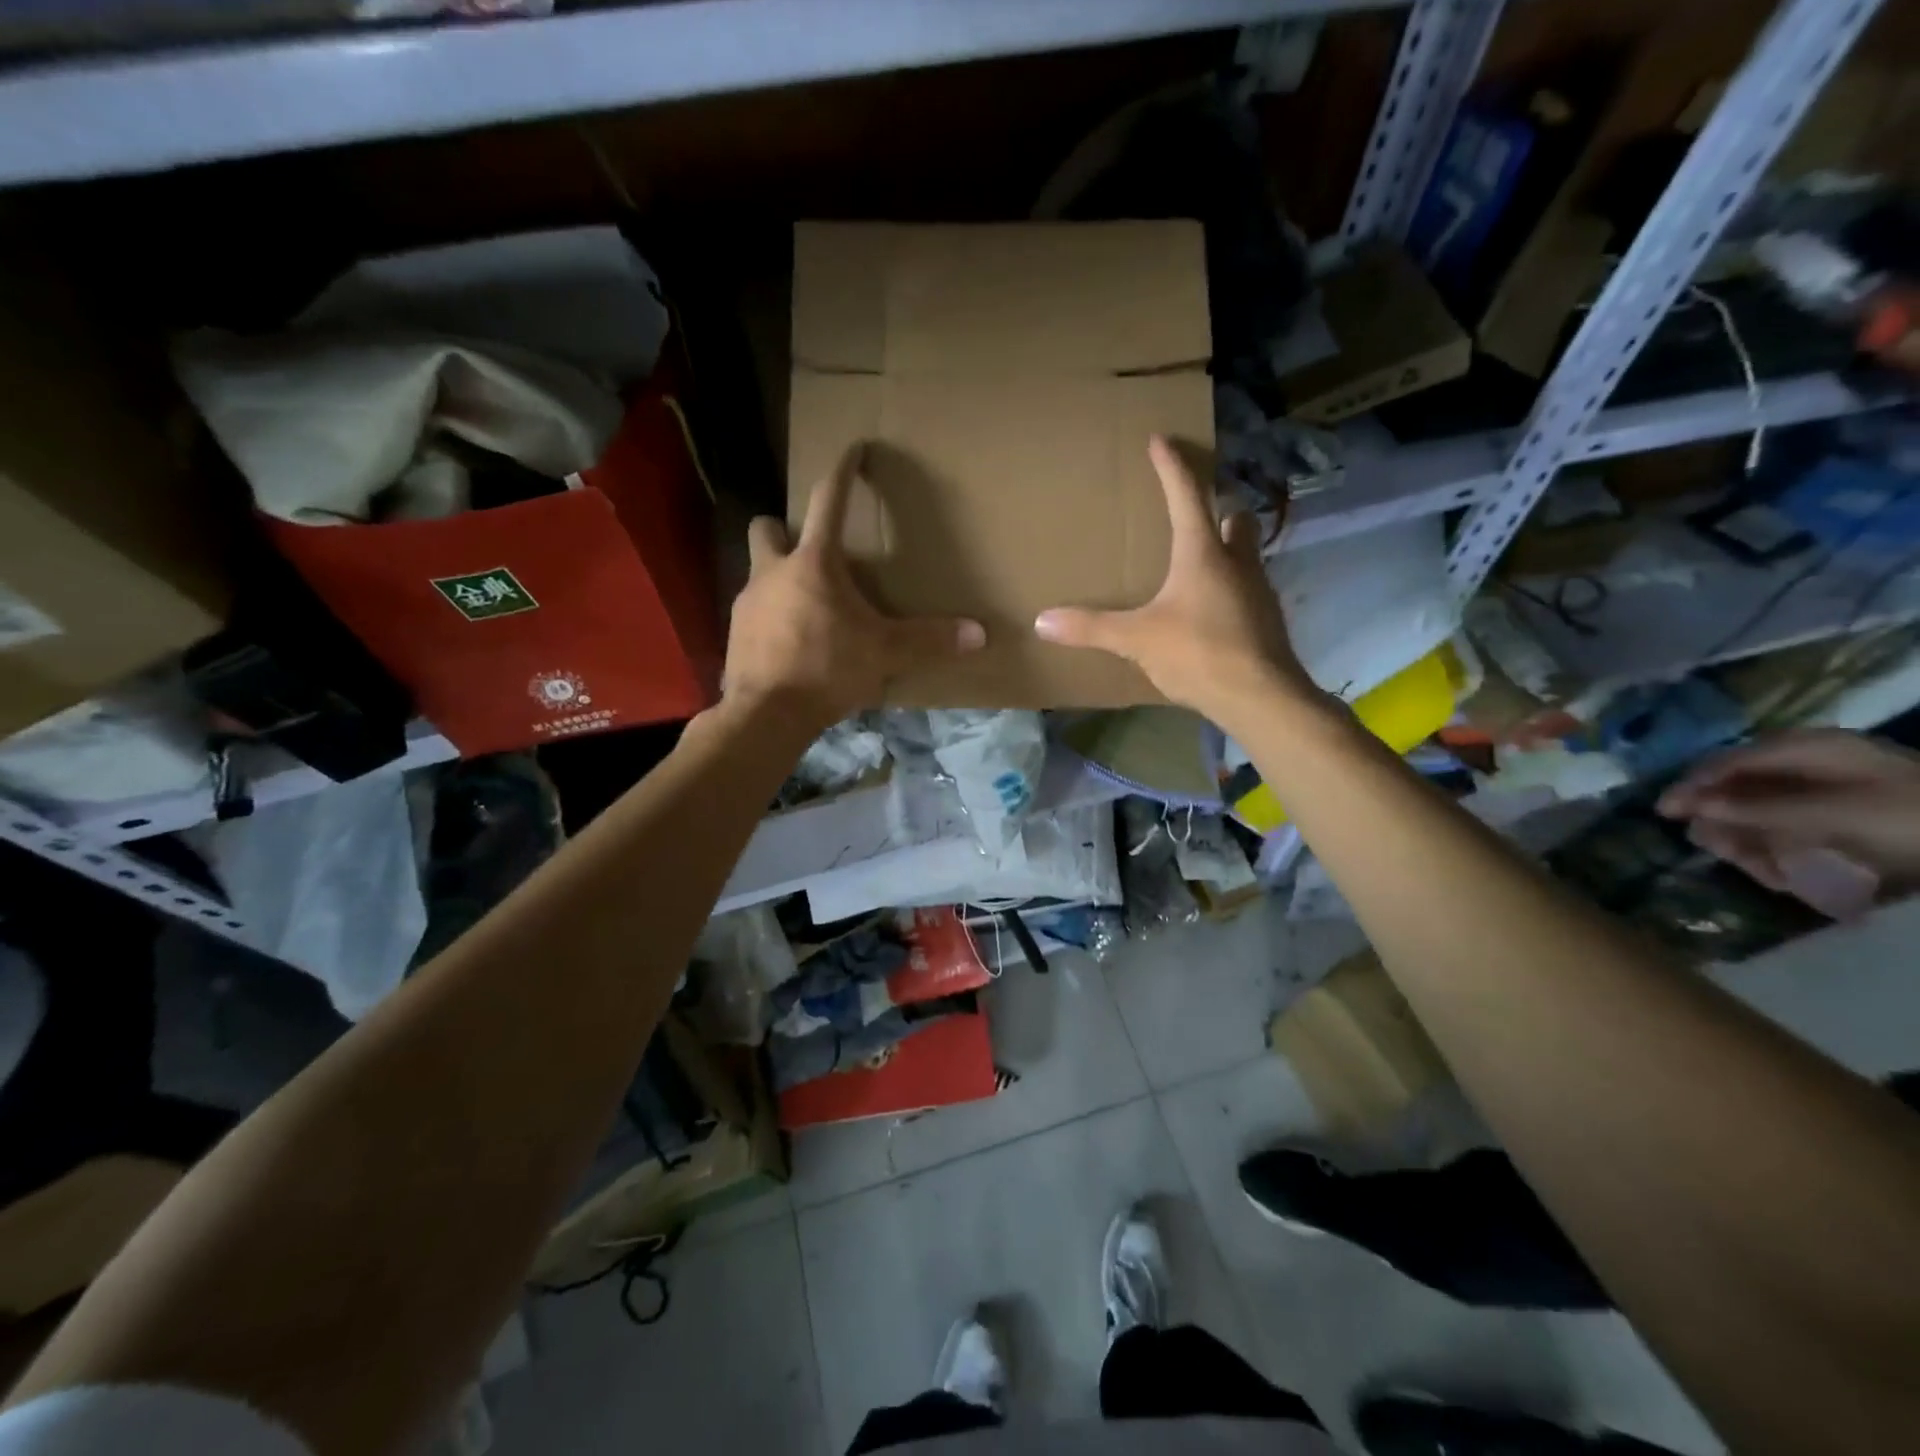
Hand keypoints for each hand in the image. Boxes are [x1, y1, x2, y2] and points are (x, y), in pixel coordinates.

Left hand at [723, 447, 985, 730]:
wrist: (767, 714)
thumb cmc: (827, 670)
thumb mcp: (885, 653)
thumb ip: (929, 640)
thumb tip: (980, 634)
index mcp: (814, 563)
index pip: (830, 501)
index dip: (843, 470)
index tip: (853, 449)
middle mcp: (773, 571)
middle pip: (769, 526)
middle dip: (786, 528)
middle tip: (812, 551)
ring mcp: (747, 602)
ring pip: (759, 571)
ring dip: (780, 577)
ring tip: (808, 607)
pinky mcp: (735, 633)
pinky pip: (754, 611)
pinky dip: (772, 616)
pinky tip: (790, 642)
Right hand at [1034, 435, 1314, 722]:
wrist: (1259, 697)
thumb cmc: (1197, 653)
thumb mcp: (1136, 639)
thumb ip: (1090, 628)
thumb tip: (1042, 621)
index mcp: (1202, 553)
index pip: (1186, 496)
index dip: (1171, 467)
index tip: (1161, 440)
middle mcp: (1236, 562)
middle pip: (1234, 518)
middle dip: (1218, 508)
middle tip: (1196, 512)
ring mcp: (1258, 590)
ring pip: (1246, 553)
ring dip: (1227, 547)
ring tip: (1200, 562)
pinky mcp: (1266, 619)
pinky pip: (1248, 588)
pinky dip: (1231, 586)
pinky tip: (1211, 609)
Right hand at [1658, 729, 1919, 896]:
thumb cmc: (1908, 819)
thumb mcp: (1831, 812)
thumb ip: (1759, 808)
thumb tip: (1695, 806)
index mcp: (1805, 749)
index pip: (1727, 762)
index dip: (1692, 785)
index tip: (1664, 812)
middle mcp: (1809, 765)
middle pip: (1738, 789)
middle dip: (1725, 821)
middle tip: (1716, 848)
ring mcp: (1827, 793)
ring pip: (1760, 815)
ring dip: (1753, 844)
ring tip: (1767, 871)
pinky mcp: (1842, 820)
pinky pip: (1791, 832)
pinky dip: (1783, 855)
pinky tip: (1792, 875)